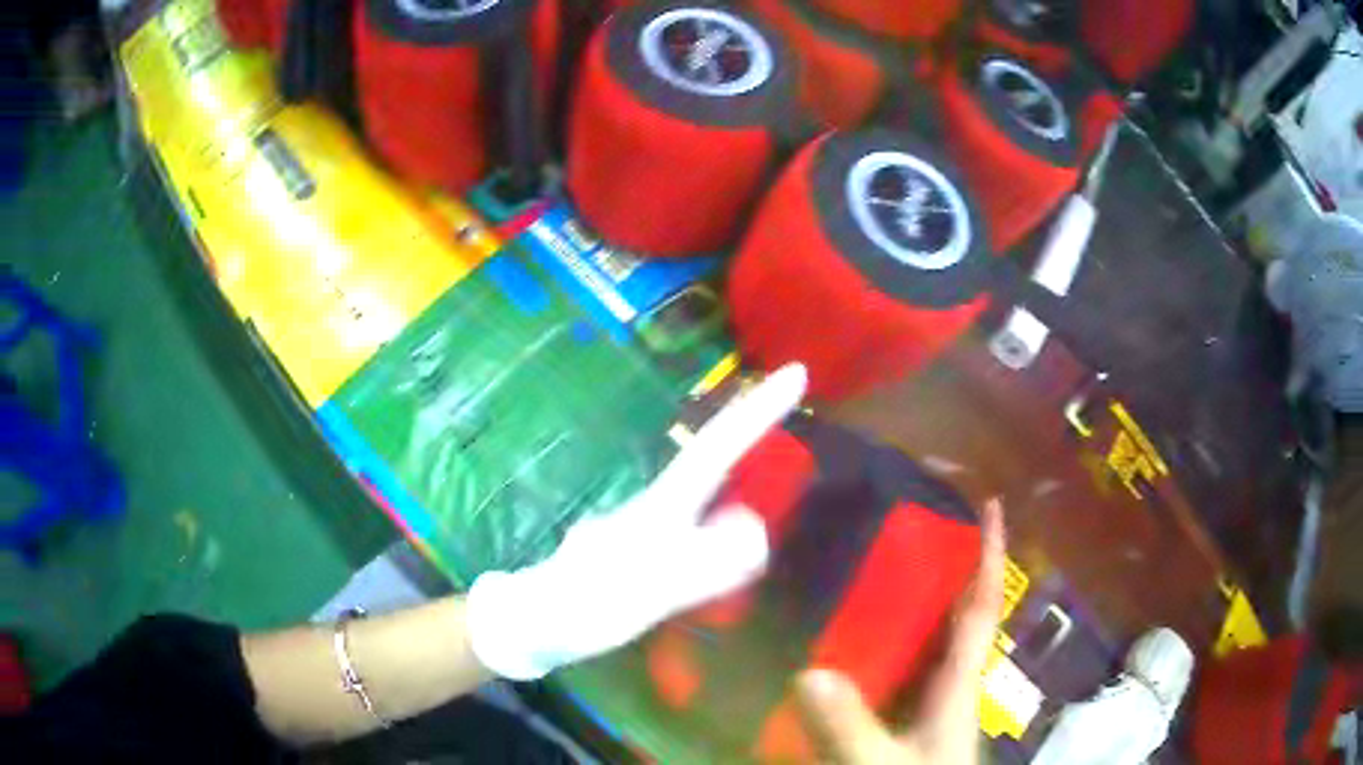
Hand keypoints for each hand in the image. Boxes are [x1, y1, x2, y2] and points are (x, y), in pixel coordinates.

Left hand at [466, 364, 807, 679]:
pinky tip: (726, 564)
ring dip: (740, 492)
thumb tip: (755, 532)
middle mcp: (655, 507)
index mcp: (660, 507)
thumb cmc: (581, 606)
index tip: (796, 372)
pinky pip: (696, 530)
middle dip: (754, 437)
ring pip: (707, 499)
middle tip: (791, 430)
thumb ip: (700, 564)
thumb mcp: (643, 591)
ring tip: (769, 518)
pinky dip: (720, 536)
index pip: (716, 448)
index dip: (757, 410)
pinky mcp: (642, 551)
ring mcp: (646, 527)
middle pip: (715, 461)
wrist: (532, 623)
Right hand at [795, 498, 1005, 763]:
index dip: (990, 556)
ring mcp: (925, 707)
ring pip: (919, 645)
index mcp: (957, 684)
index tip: (991, 504)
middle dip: (939, 570)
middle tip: (899, 528)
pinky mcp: (902, 725)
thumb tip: (806, 673)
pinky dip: (874, 652)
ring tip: (861, 572)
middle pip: (950, 617)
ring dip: (902, 608)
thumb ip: (850, 726)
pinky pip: (892, 675)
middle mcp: (947, 686)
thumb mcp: (884, 763)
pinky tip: (837, 649)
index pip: (981, 608)